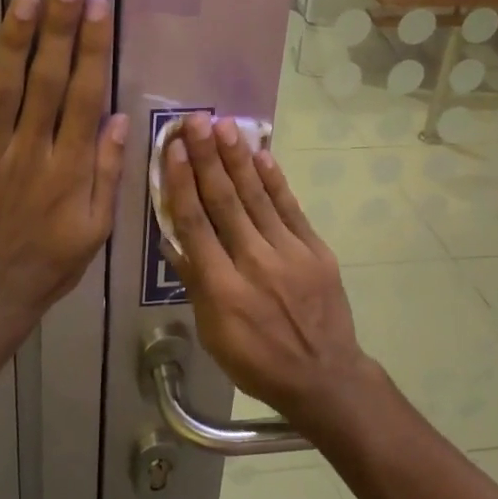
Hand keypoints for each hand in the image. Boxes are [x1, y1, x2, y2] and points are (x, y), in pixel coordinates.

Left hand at [0, 0, 128, 328]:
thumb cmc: (49, 261)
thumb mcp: (95, 228)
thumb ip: (107, 173)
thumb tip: (116, 118)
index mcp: (70, 167)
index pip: (84, 96)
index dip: (91, 49)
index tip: (97, 8)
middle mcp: (31, 151)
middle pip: (46, 81)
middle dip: (58, 29)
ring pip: (3, 89)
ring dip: (14, 41)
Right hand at [161, 114, 375, 423]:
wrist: (325, 377)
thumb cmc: (258, 361)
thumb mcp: (213, 334)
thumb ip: (194, 285)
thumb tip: (173, 240)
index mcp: (223, 289)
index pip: (196, 226)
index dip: (183, 184)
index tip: (175, 150)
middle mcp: (255, 264)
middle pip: (225, 203)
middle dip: (208, 158)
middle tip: (195, 121)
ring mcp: (290, 255)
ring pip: (257, 198)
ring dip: (238, 160)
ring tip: (224, 126)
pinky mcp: (316, 251)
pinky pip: (291, 209)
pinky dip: (275, 181)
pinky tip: (261, 155)